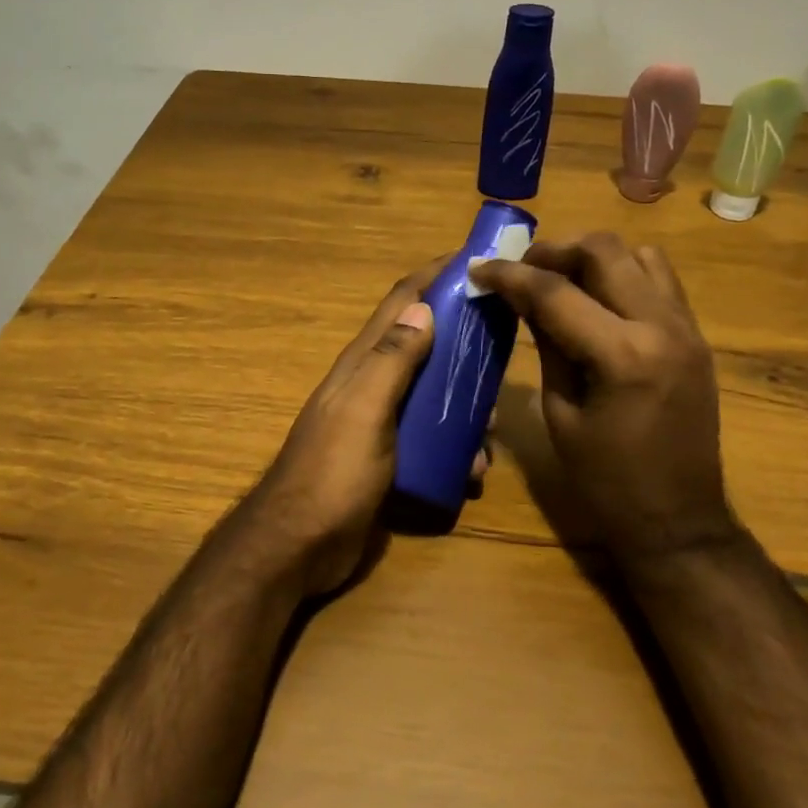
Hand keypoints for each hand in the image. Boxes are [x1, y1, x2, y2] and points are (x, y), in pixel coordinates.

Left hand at [231, 257, 488, 599]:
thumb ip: (391, 360)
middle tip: (507, 347)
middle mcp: (373, 384)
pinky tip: (474, 468)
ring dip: (466, 404)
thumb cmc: (333, 474)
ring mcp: (381, 422)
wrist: (300, 547)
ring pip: (434, 396)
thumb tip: (424, 306)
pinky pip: (432, 438)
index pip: (401, 303)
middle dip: (465, 342)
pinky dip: (456, 445)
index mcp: (363, 364)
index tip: (477, 260)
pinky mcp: (390, 458)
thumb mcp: (364, 411)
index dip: (434, 275)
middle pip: (425, 345)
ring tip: (494, 429)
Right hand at [471, 233, 735, 569]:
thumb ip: (546, 345)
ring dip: (594, 258)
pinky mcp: (696, 337)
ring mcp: (687, 328)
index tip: (478, 268)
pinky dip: (624, 275)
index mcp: (622, 356)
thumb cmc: (606, 481)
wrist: (679, 521)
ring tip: (561, 280)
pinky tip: (598, 300)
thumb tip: (522, 299)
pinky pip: (660, 281)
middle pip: (604, 251)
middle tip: (522, 270)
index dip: (509, 274)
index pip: (555, 292)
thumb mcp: (560, 413)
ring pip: (639, 254)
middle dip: (554, 251)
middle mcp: (662, 327)